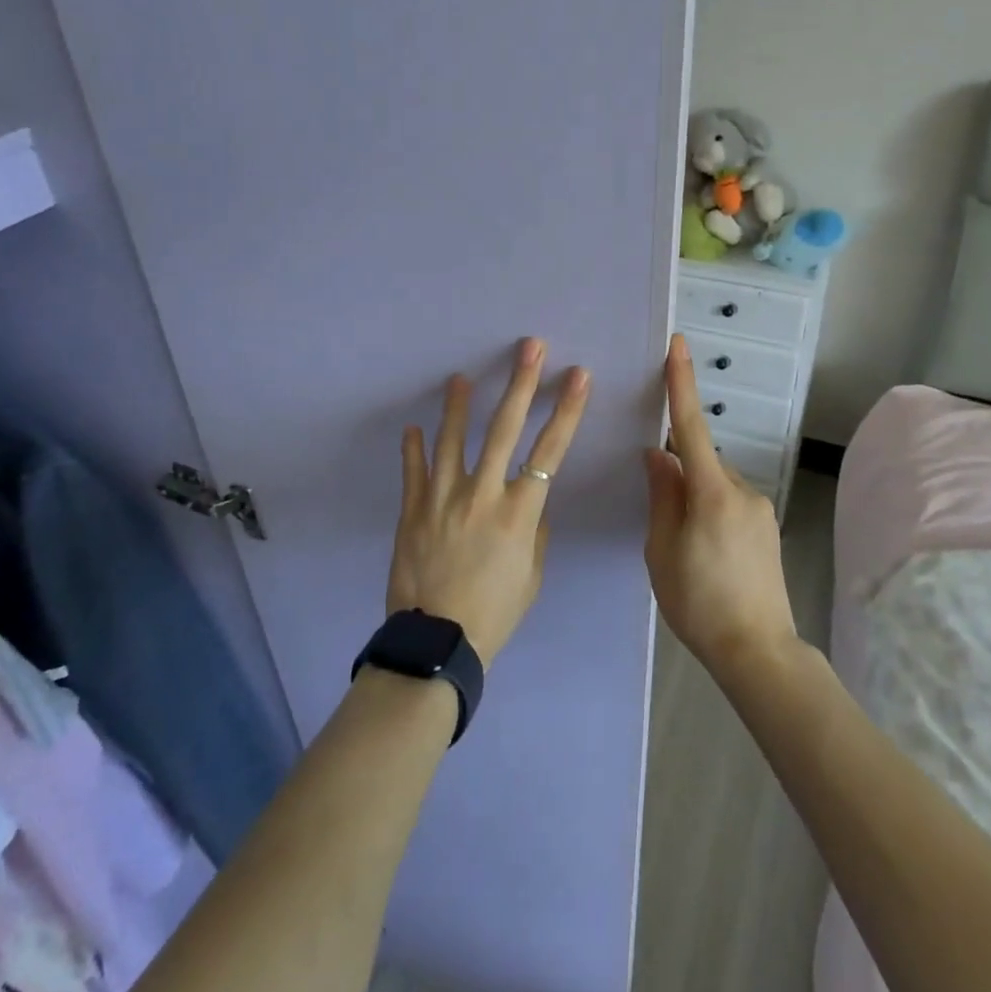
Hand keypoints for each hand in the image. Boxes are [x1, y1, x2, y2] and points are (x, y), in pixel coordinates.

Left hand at [389, 338, 590, 668]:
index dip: (566, 410)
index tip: (577, 377)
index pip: (550, 450)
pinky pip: (414, 472)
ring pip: (452, 440)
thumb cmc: (495, 612)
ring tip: (460, 377)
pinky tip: (414, 427)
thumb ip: (534, 532)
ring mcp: (443, 499)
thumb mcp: (531, 575)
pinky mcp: (413, 511)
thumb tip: (530, 504)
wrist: (437, 643)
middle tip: (529, 348)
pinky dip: (414, 448)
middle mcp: (482, 494)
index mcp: (519, 511)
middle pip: (505, 428)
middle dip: (521, 383)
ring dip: (458, 406)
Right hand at [644, 334, 796, 680]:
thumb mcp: (662, 551)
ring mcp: (759, 509)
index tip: (678, 346)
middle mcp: (741, 490)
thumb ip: (661, 496)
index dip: (681, 384)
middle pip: (700, 462)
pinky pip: (729, 503)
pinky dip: (710, 512)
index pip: (690, 426)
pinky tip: (704, 554)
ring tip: (684, 549)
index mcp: (711, 492)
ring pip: (714, 485)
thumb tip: (657, 455)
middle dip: (677, 473)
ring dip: (694, 498)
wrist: (758, 651)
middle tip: (662, 520)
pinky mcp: (766, 527)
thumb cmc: (699, 603)